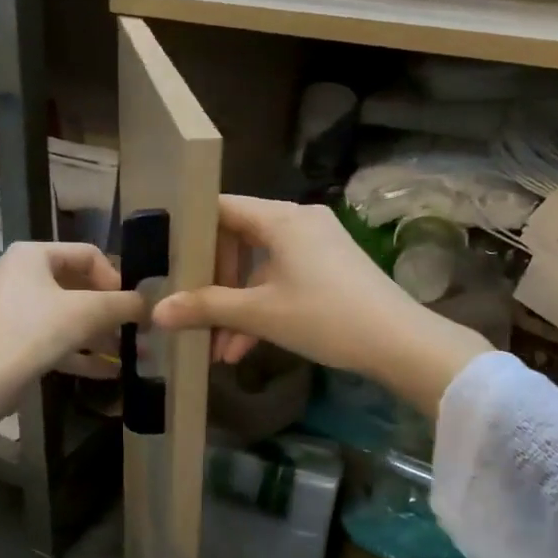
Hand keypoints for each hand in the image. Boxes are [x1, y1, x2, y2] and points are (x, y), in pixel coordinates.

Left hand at [0, 240, 143, 381]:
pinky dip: (79, 352)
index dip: (115, 278)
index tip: (129, 305)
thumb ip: (125, 304)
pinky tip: (108, 371)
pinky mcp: (11, 339)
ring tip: (127, 355)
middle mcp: (18, 274)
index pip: (86, 255)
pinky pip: (52, 338)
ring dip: (99, 335)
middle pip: (77, 287)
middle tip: (133, 331)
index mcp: (32, 255)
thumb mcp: (91, 312)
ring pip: (66, 317)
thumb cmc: (39, 330)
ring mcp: (12, 309)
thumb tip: (149, 306)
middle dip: (109, 313)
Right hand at [151, 196, 494, 417]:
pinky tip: (244, 349)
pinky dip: (262, 307)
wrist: (400, 342)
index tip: (167, 261)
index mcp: (280, 218)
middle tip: (193, 314)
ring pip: (260, 267)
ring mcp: (317, 245)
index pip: (221, 208)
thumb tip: (157, 312)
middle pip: (238, 240)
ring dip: (236, 306)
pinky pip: (283, 278)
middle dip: (213, 285)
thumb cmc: (325, 316)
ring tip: (218, 349)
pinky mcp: (330, 268)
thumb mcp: (260, 313)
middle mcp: (298, 221)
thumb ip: (206, 308)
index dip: (190, 232)